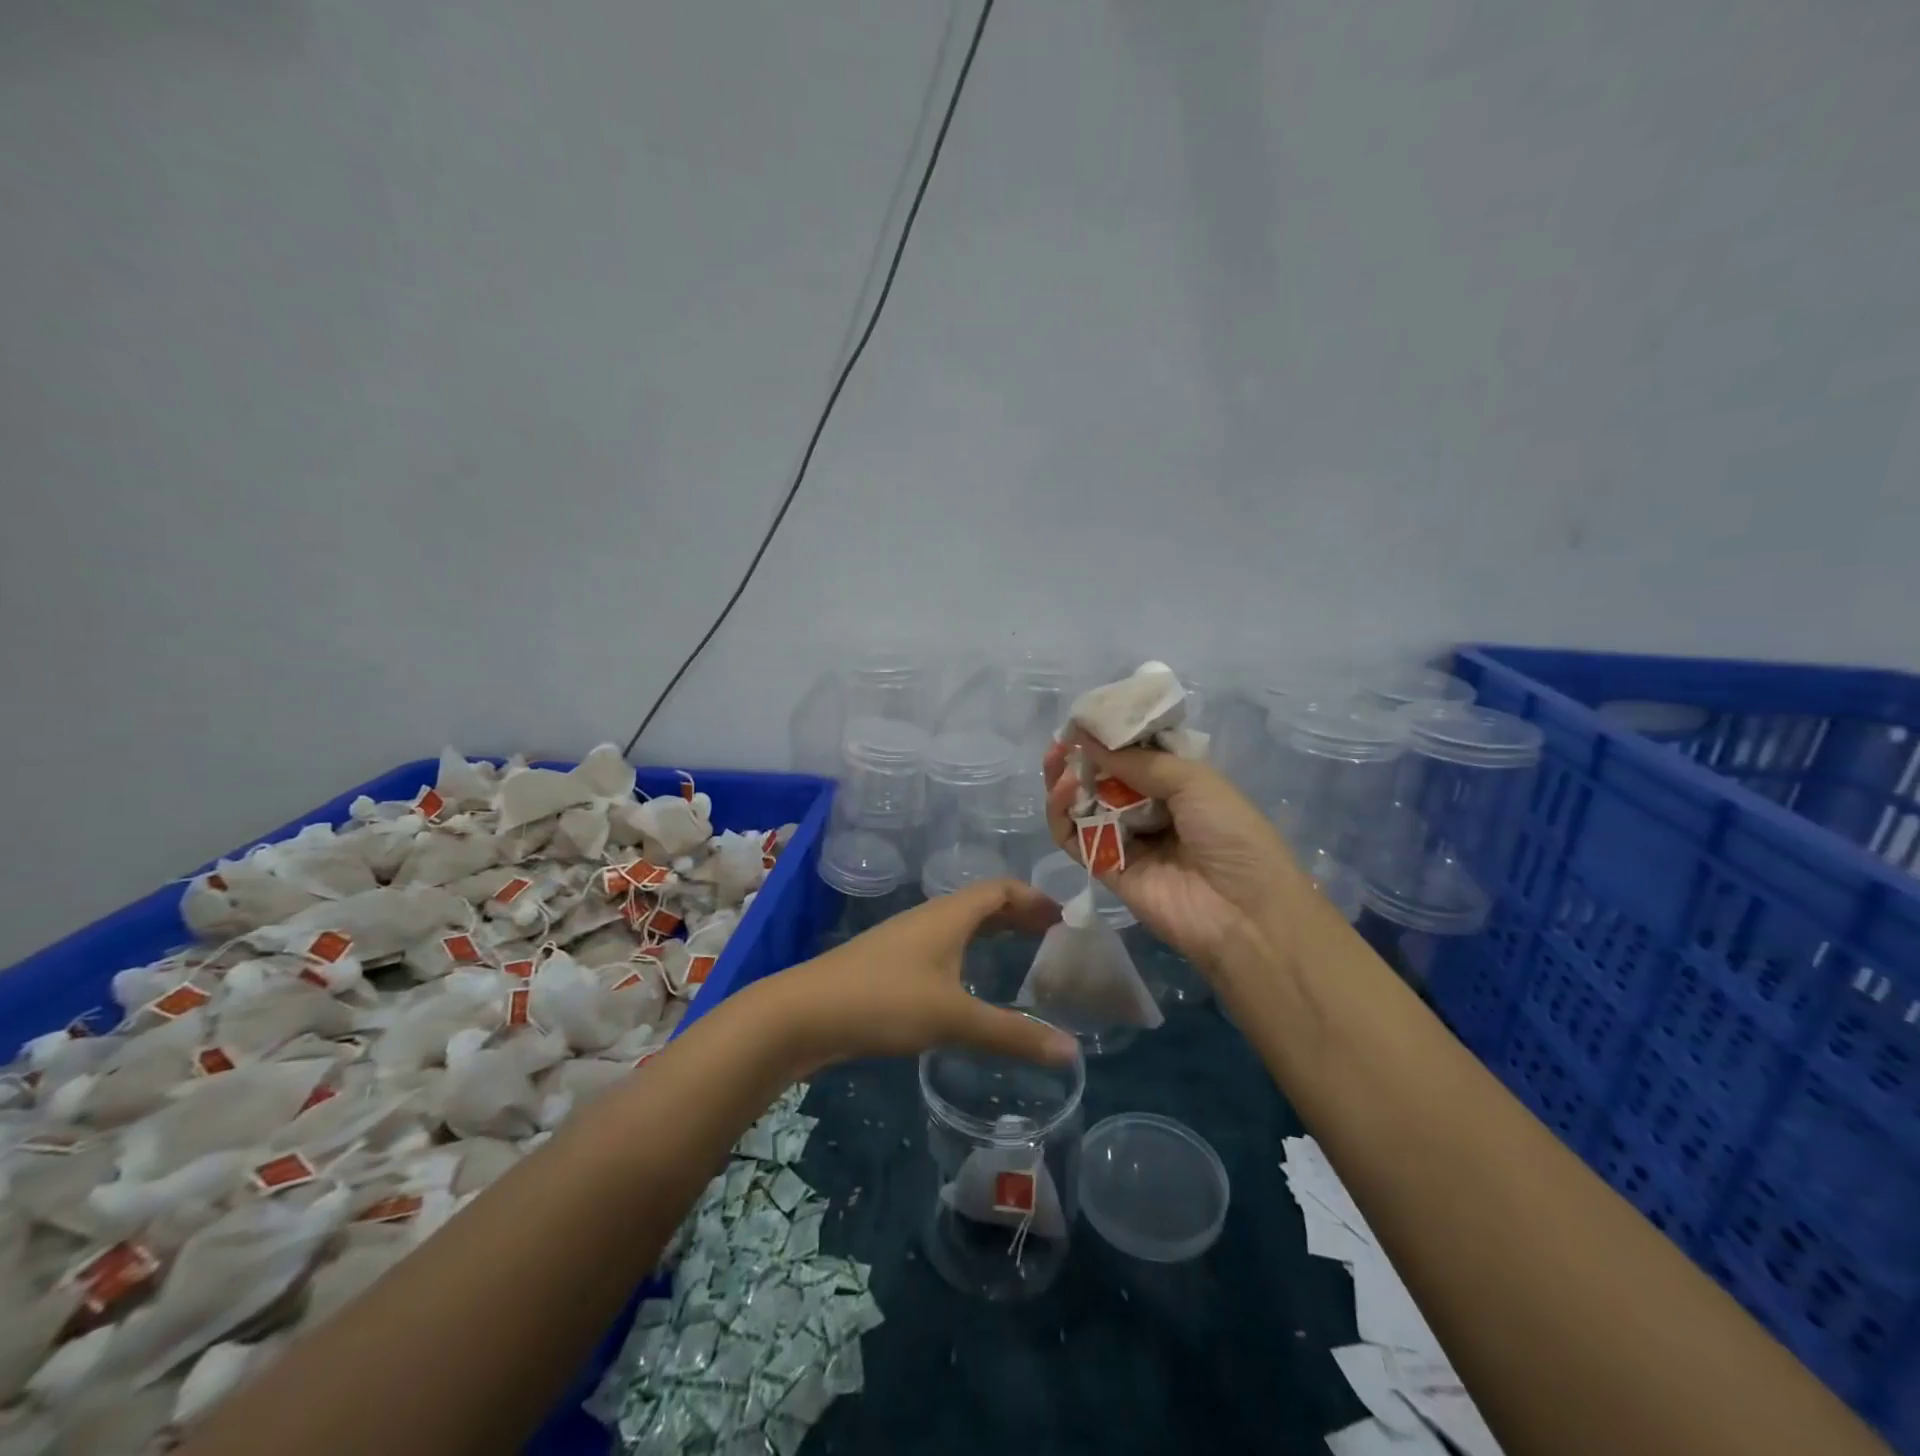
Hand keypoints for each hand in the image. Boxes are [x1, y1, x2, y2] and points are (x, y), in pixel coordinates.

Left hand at [776, 879, 1078, 1068]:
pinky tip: (968, 983)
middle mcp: (928, 917)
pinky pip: (941, 946)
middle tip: (1052, 938)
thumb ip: (1012, 1035)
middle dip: (1018, 915)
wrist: (802, 1014)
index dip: (1034, 898)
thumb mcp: (953, 1019)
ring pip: (959, 925)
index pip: (1001, 889)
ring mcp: (904, 939)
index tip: (1065, 919)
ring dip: (991, 933)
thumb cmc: (884, 1001)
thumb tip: (1072, 1052)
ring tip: (1019, 956)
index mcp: (949, 915)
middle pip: (982, 904)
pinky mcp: (887, 963)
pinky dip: (967, 952)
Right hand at [1045, 732, 1307, 977]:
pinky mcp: (1104, 868)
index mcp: (1178, 785)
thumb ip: (1138, 761)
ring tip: (1056, 759)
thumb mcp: (1195, 782)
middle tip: (1061, 738)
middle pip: (1104, 778)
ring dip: (1066, 779)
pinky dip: (1061, 813)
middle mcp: (1149, 809)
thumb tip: (1086, 737)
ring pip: (1082, 805)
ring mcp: (1125, 839)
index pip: (1135, 754)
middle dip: (1081, 756)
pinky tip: (1063, 790)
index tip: (1085, 718)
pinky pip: (1074, 837)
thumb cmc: (1232, 836)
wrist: (1244, 914)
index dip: (1110, 736)